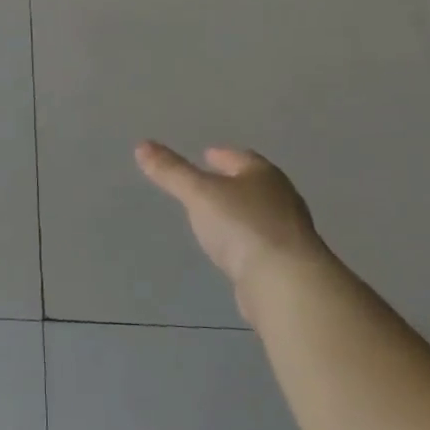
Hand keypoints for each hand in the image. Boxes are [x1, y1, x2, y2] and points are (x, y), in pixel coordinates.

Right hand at [134, 142, 333, 320]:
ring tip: (216, 216)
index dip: (222, 155)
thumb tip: (142, 145)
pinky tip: (232, 249)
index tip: (207, 154)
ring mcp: (288, 233)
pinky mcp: (287, 264)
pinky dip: (245, 240)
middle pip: (254, 184)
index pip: (241, 158)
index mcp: (264, 175)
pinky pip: (261, 243)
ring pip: (259, 214)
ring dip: (240, 212)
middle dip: (233, 181)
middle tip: (209, 182)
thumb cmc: (242, 226)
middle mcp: (281, 199)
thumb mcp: (198, 193)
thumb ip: (171, 172)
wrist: (286, 283)